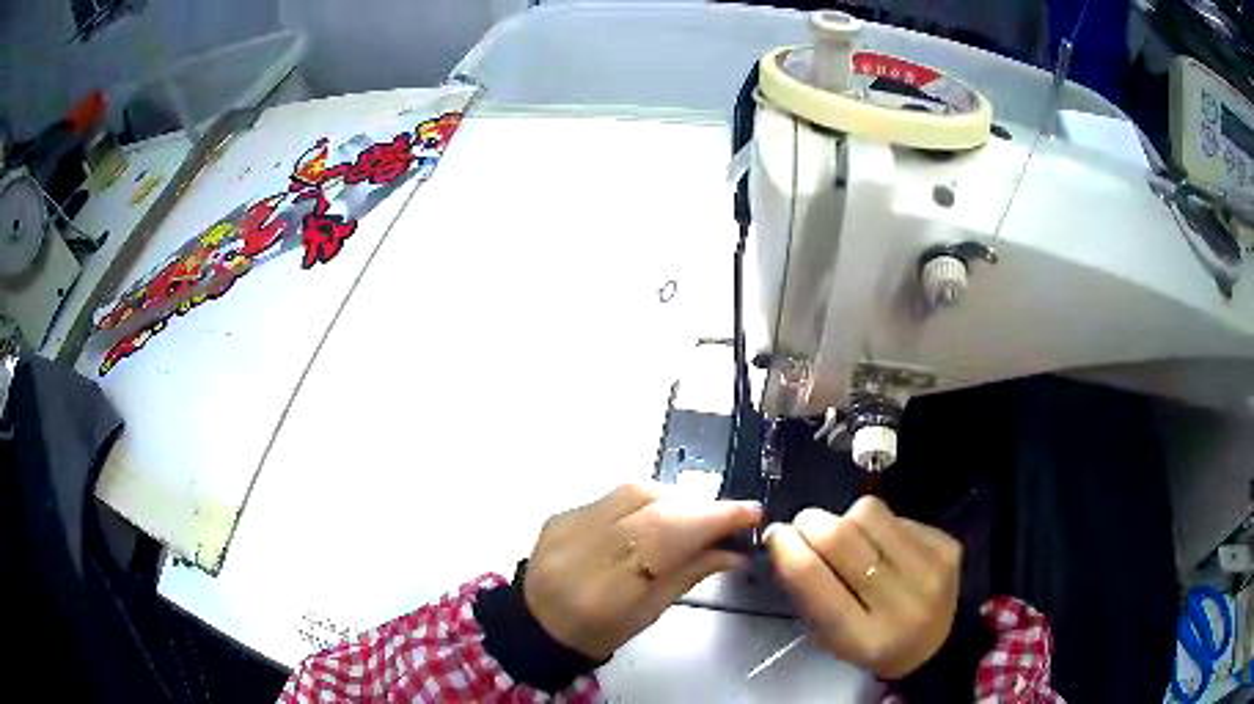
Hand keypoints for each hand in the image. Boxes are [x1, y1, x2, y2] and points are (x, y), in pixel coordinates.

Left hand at [523, 481, 761, 659]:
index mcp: (603, 589)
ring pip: (632, 492)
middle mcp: (581, 547)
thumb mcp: (648, 614)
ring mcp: (566, 525)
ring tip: (697, 517)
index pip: (664, 537)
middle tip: (730, 516)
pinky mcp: (560, 514)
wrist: (536, 624)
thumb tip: (733, 548)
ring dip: (676, 498)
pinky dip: (646, 500)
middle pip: (649, 507)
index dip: (711, 519)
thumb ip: (689, 575)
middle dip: (699, 507)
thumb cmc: (597, 634)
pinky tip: (660, 515)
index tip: (751, 512)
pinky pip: (614, 496)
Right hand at [765, 496, 960, 678]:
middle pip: (840, 536)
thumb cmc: (872, 646)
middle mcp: (901, 602)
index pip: (812, 576)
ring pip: (869, 512)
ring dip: (846, 518)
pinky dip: (879, 524)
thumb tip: (783, 540)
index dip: (786, 546)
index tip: (775, 535)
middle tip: (803, 526)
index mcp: (862, 638)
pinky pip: (897, 514)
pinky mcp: (947, 546)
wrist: (938, 644)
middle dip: (811, 522)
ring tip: (849, 537)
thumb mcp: (831, 638)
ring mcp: (931, 569)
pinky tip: (882, 544)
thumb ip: (807, 594)